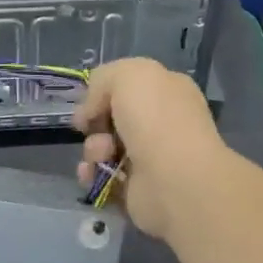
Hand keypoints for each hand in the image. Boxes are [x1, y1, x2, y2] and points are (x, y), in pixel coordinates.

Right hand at [72, 58, 226, 241]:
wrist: (173, 177)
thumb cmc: (155, 118)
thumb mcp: (127, 74)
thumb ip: (103, 80)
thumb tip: (91, 111)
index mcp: (168, 91)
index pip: (130, 86)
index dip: (105, 91)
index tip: (89, 102)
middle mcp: (162, 122)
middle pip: (113, 117)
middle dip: (96, 122)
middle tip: (91, 128)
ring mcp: (151, 157)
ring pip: (104, 146)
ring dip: (93, 148)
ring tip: (101, 154)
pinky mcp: (137, 188)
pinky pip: (103, 175)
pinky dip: (92, 173)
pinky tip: (91, 173)